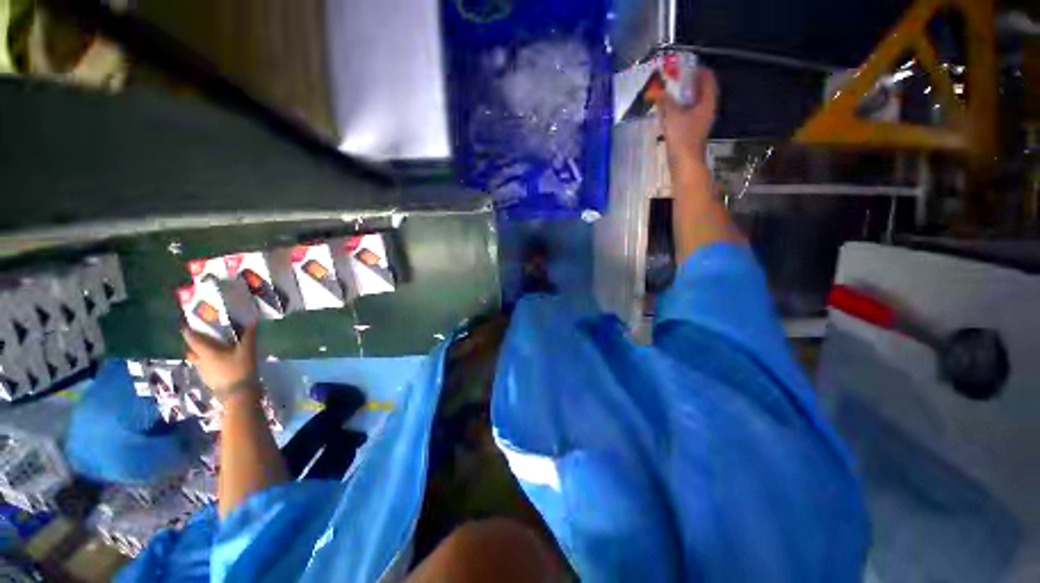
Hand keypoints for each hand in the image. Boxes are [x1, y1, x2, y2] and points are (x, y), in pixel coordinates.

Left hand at [182, 327, 258, 397]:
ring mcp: (203, 372)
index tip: (186, 324)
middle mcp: (200, 361)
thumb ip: (249, 335)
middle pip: (191, 351)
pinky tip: (218, 363)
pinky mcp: (209, 380)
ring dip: (200, 354)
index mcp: (206, 352)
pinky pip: (204, 368)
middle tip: (200, 338)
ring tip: (211, 350)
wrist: (238, 394)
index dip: (188, 331)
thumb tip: (252, 320)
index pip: (191, 339)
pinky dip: (208, 363)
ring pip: (196, 360)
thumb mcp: (247, 350)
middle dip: (192, 344)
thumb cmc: (240, 369)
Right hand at [658, 67, 718, 175]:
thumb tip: (657, 91)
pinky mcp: (692, 131)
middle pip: (701, 90)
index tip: (686, 67)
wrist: (685, 162)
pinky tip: (668, 111)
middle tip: (676, 79)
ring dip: (683, 97)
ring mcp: (699, 121)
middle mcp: (706, 109)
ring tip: (670, 93)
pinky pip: (687, 114)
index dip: (698, 70)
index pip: (707, 79)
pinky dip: (679, 109)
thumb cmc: (682, 137)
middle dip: (689, 84)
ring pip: (693, 103)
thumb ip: (666, 101)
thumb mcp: (673, 115)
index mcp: (707, 102)